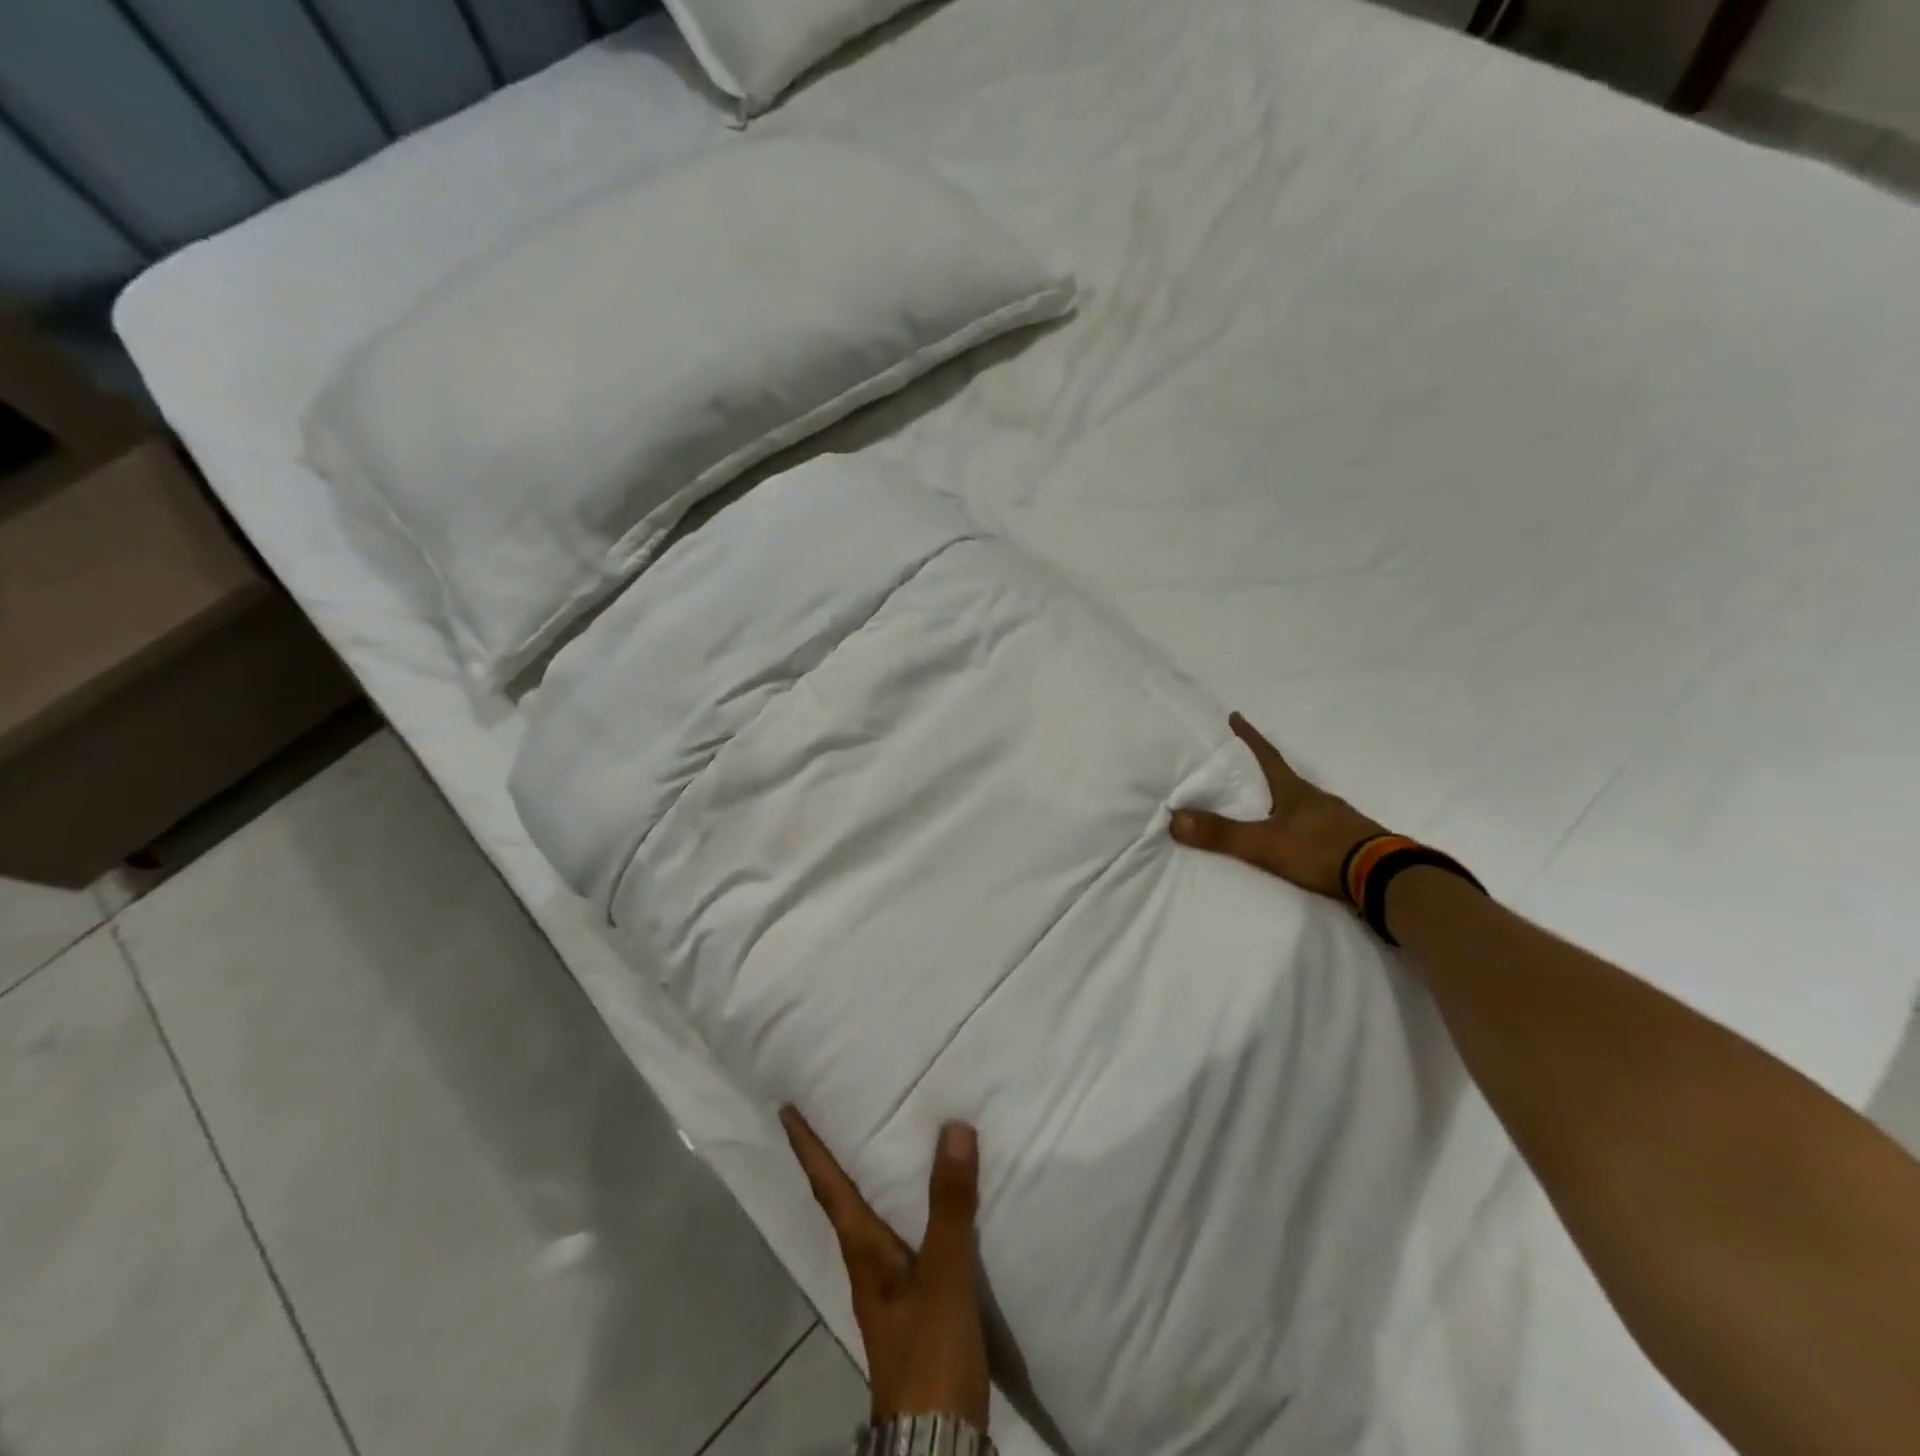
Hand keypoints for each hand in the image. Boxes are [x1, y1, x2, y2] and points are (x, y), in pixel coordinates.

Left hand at [781, 1107, 991, 1430]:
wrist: (937, 1443)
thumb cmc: (929, 1354)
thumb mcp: (943, 1276)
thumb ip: (949, 1206)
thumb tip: (953, 1127)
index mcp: (863, 1252)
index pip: (829, 1187)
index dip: (808, 1148)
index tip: (786, 1111)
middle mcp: (867, 1264)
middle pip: (842, 1200)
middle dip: (833, 1158)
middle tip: (831, 1113)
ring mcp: (888, 1288)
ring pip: (869, 1218)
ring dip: (865, 1180)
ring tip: (878, 1143)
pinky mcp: (912, 1305)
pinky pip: (901, 1237)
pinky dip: (904, 1207)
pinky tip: (926, 1205)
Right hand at [1169, 712, 1384, 901]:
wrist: (1384, 878)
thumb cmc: (1321, 850)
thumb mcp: (1265, 843)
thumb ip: (1221, 834)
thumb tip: (1172, 819)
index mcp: (1295, 791)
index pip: (1266, 756)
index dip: (1249, 738)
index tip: (1235, 717)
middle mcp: (1316, 799)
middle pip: (1283, 779)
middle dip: (1261, 773)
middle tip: (1240, 769)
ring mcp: (1336, 820)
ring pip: (1300, 805)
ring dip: (1280, 803)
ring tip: (1261, 809)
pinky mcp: (1348, 843)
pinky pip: (1315, 828)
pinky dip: (1298, 828)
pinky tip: (1293, 840)